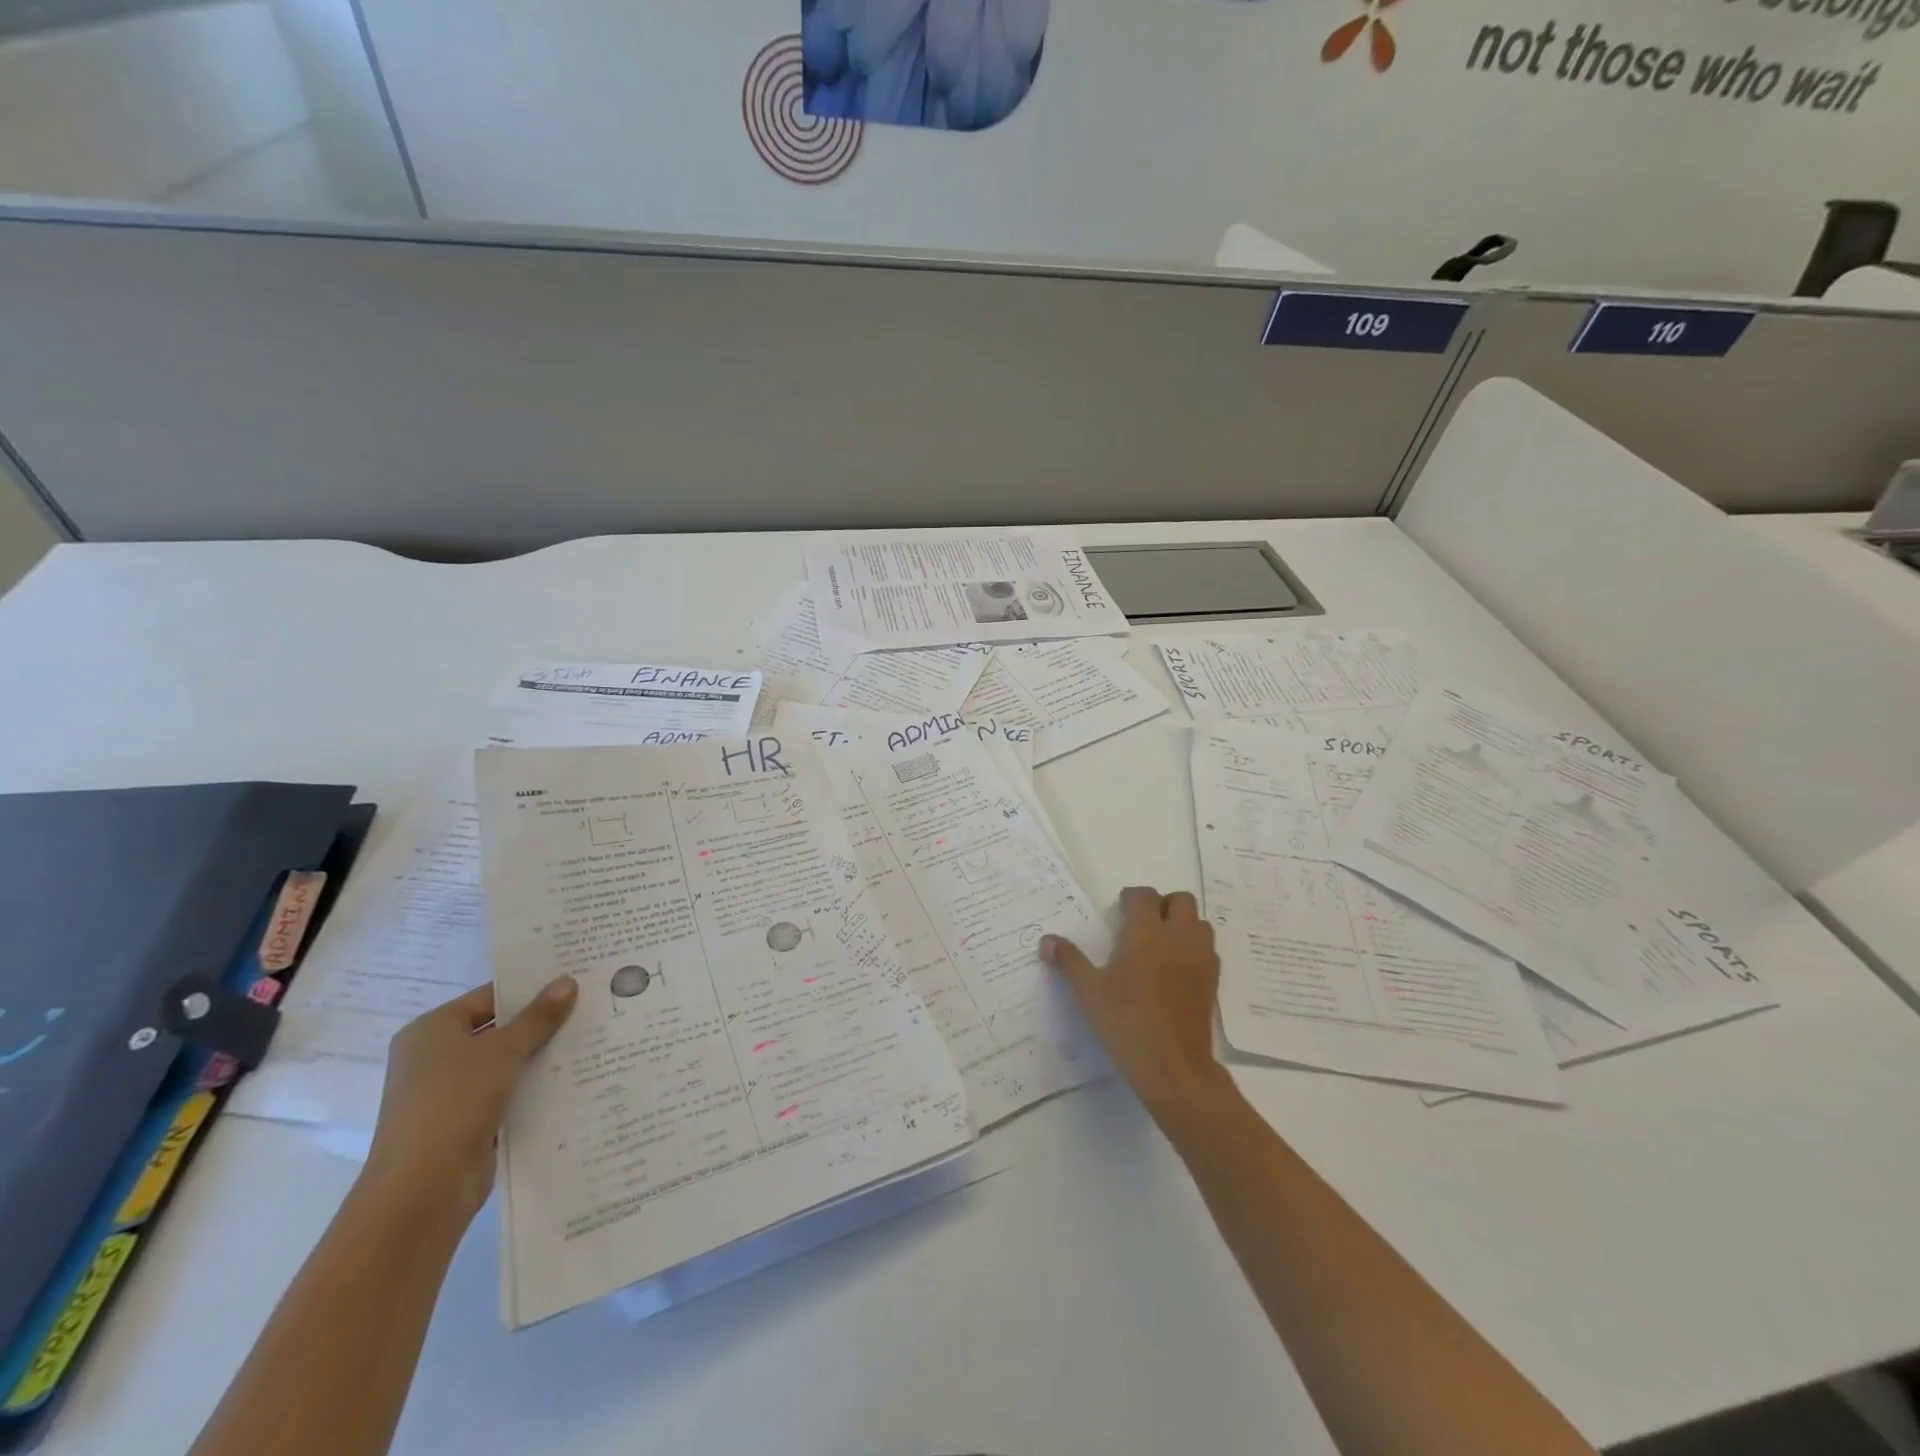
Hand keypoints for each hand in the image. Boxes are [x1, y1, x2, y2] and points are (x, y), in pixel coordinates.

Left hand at [363, 977, 577, 1223]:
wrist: (423, 1189)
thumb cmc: (454, 1101)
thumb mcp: (503, 1049)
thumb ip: (538, 1016)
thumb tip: (568, 981)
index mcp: (431, 1030)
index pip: (489, 997)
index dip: (531, 989)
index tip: (574, 982)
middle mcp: (435, 1058)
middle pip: (499, 1030)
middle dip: (542, 1023)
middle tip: (591, 1007)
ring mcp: (450, 1094)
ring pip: (506, 1064)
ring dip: (542, 1056)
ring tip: (592, 1039)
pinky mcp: (467, 1123)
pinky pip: (508, 1094)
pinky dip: (534, 1087)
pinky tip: (574, 1078)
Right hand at [1042, 886, 1227, 1118]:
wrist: (1173, 1065)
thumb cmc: (1126, 1020)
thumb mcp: (1088, 991)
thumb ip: (1069, 960)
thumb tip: (1046, 941)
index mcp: (1146, 931)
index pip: (1144, 896)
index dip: (1131, 898)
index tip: (1119, 910)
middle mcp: (1177, 936)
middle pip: (1180, 900)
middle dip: (1163, 904)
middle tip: (1143, 923)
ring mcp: (1200, 958)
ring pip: (1199, 923)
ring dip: (1183, 924)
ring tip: (1162, 944)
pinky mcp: (1212, 981)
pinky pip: (1207, 950)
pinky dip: (1194, 949)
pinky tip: (1176, 969)